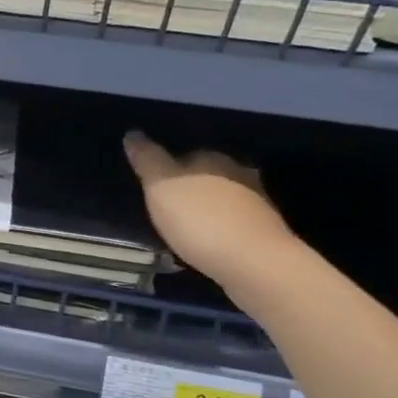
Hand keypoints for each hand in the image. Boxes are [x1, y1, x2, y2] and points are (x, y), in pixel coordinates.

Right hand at [122, 132, 298, 292]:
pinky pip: (235, 222)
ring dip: (208, 208)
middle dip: (190, 188)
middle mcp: (237, 173)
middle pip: (207, 175)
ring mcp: (256, 202)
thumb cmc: (201, 220)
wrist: (255, 264)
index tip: (154, 187)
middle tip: (168, 208)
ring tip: (187, 226)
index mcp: (211, 159)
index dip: (167, 169)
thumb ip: (147, 160)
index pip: (185, 154)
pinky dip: (222, 228)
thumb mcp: (161, 188)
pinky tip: (209, 242)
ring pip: (224, 198)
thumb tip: (133, 133)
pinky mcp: (264, 231)